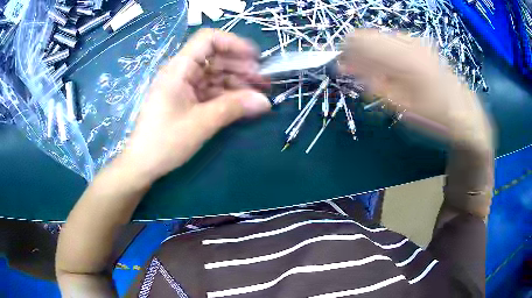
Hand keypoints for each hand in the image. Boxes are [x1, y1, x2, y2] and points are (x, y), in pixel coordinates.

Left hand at [121, 29, 270, 182]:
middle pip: (215, 57)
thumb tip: (265, 101)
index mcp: (179, 69)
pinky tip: (242, 104)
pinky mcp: (185, 99)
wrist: (143, 164)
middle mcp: (181, 72)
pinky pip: (210, 90)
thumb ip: (234, 108)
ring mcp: (183, 86)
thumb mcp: (201, 123)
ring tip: (258, 95)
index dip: (234, 43)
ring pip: (214, 74)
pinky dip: (227, 95)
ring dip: (237, 82)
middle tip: (263, 82)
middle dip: (241, 66)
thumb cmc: (165, 142)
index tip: (255, 59)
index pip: (208, 39)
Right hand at [340, 30, 491, 147]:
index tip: (340, 64)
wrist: (464, 113)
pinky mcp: (423, 47)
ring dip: (372, 50)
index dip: (349, 52)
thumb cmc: (434, 116)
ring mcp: (418, 43)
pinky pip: (397, 41)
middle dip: (358, 50)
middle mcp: (410, 44)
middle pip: (373, 36)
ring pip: (384, 37)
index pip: (365, 44)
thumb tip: (353, 72)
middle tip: (351, 67)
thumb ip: (377, 87)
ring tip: (368, 67)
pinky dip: (386, 50)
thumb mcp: (403, 108)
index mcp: (404, 59)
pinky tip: (387, 64)